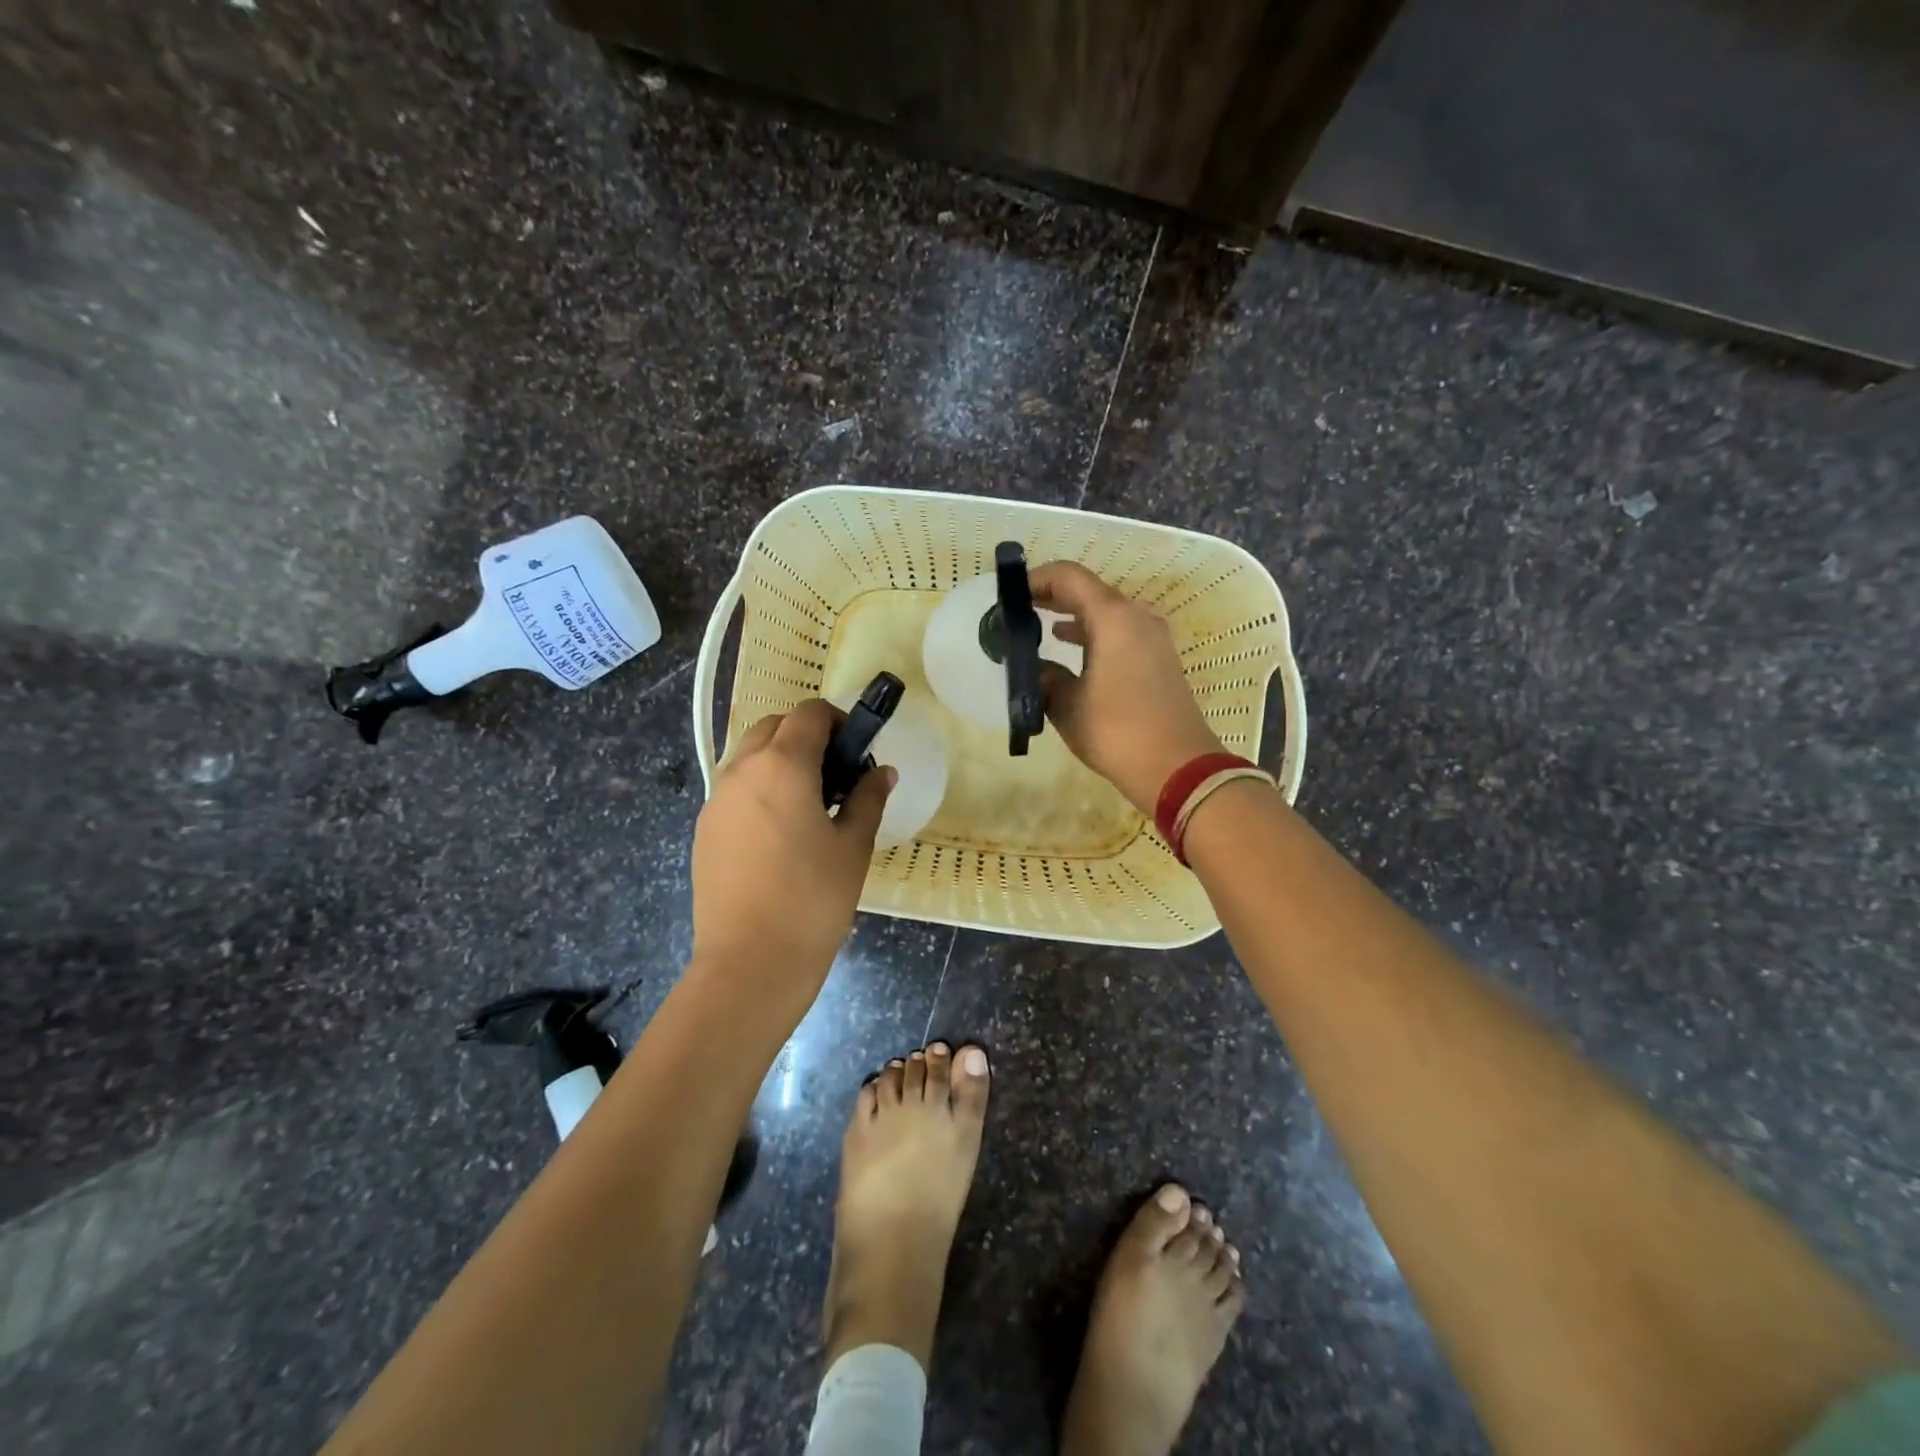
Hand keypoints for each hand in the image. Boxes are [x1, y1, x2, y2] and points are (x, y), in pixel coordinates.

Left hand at [690, 699, 893, 1003]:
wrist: (750, 963)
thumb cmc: (813, 899)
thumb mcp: (853, 846)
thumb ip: (868, 798)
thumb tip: (882, 771)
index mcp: (782, 765)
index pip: (809, 714)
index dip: (838, 721)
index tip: (858, 750)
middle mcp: (742, 770)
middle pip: (774, 727)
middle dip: (806, 735)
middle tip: (836, 774)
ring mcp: (716, 800)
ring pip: (749, 756)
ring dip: (780, 760)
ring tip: (809, 804)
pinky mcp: (704, 829)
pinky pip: (735, 788)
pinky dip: (760, 788)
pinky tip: (780, 833)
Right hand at [1032, 561, 1223, 816]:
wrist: (1177, 768)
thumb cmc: (1116, 731)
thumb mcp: (1067, 705)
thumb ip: (1045, 677)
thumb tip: (1034, 668)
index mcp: (1113, 618)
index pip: (1069, 577)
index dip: (1036, 579)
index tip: (1009, 596)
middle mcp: (1137, 617)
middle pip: (1089, 591)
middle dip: (1053, 597)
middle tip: (1019, 610)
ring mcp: (1153, 638)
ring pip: (1106, 613)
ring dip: (1074, 616)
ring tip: (1039, 629)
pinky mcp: (1160, 659)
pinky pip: (1120, 633)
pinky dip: (1094, 634)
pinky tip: (1071, 652)